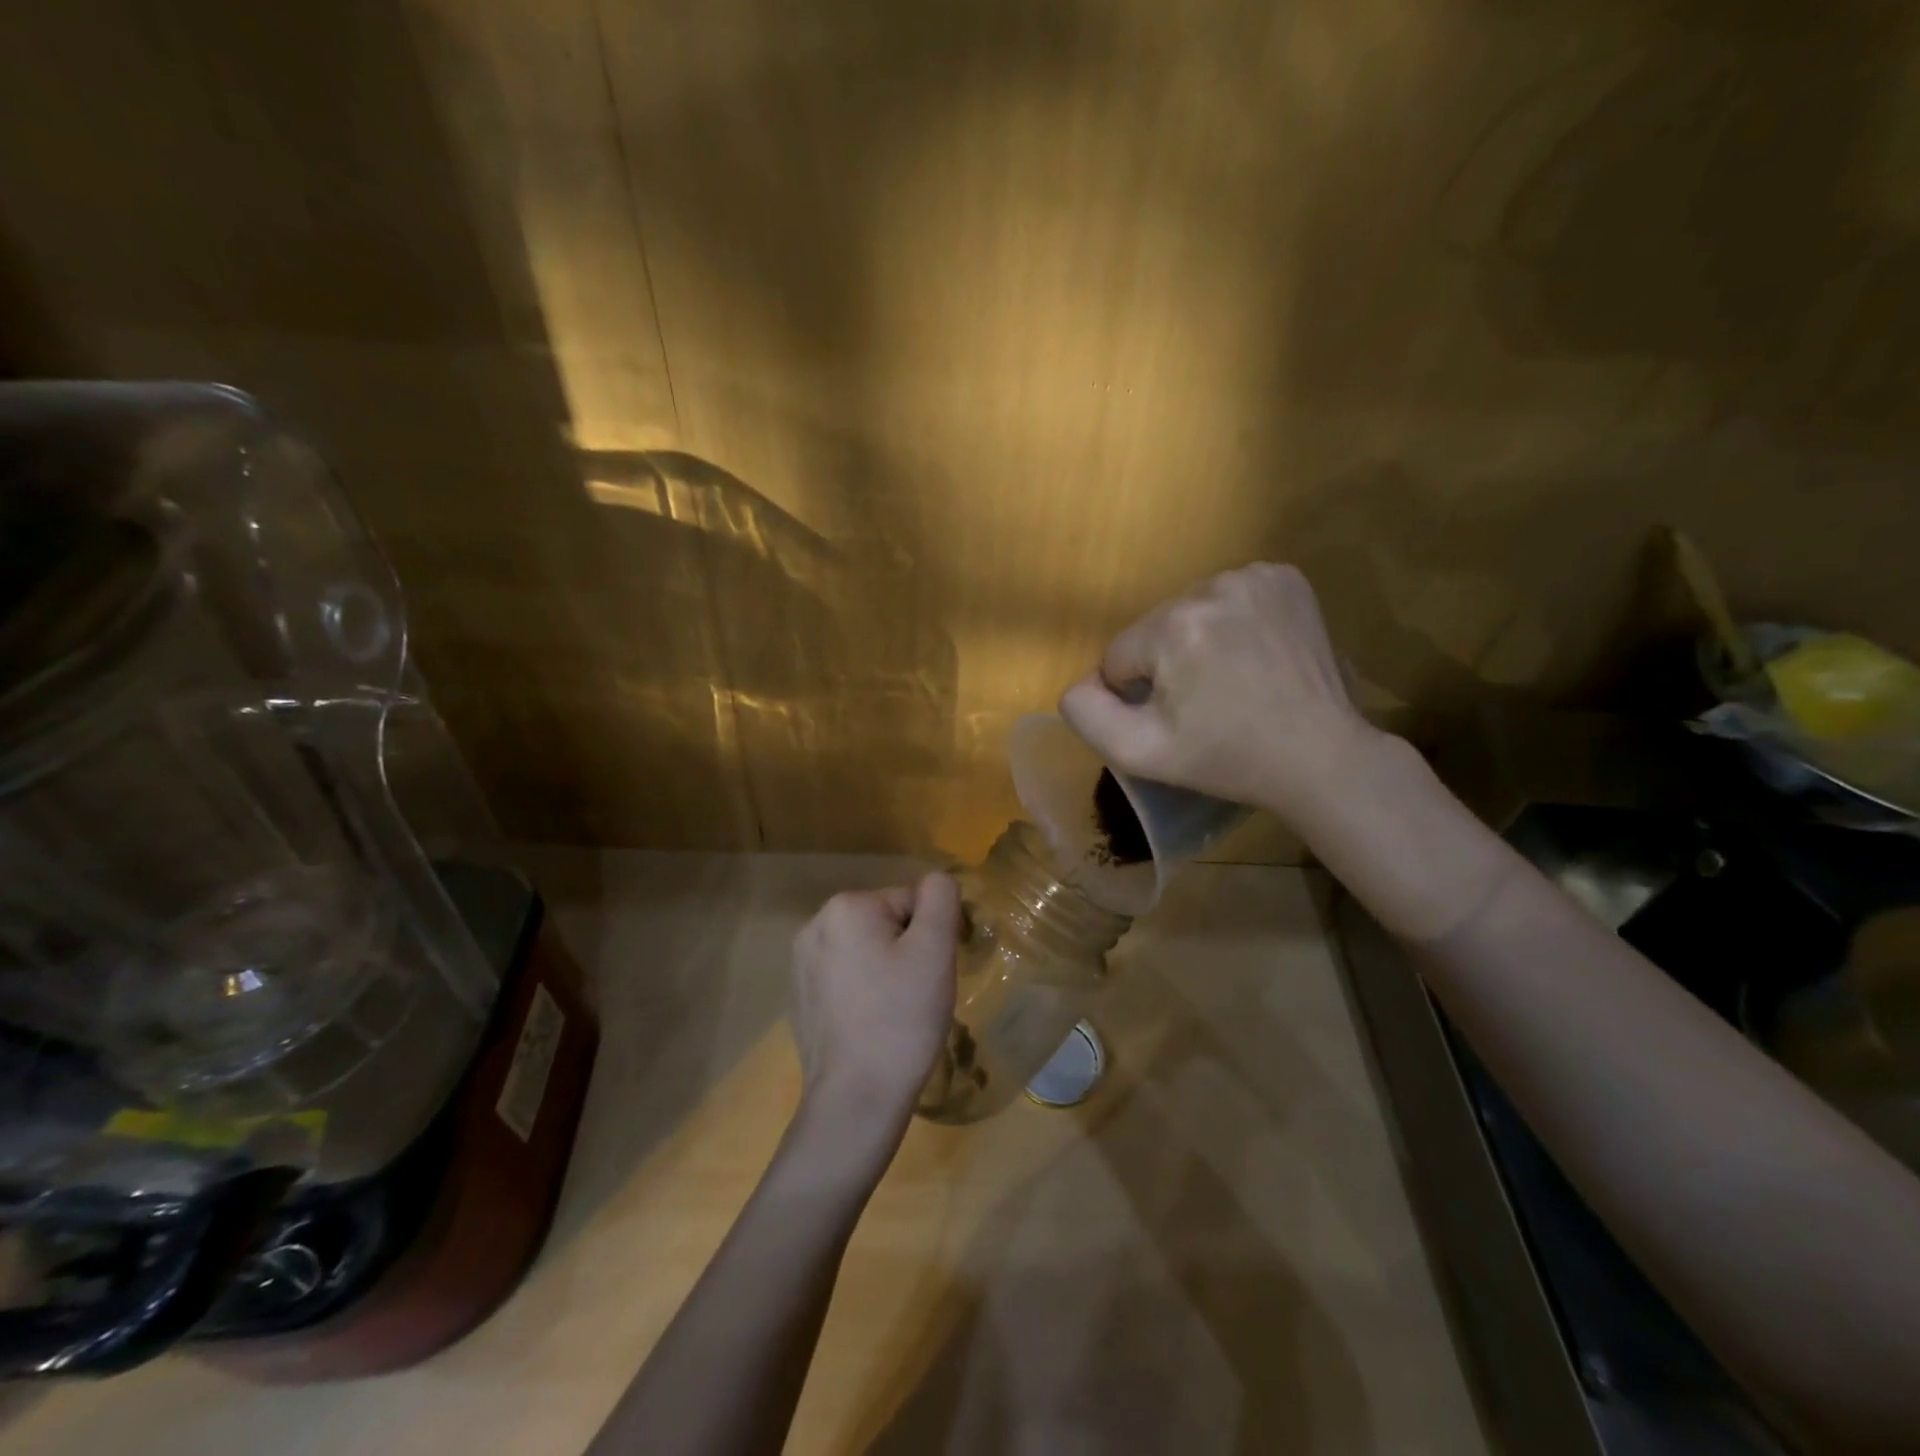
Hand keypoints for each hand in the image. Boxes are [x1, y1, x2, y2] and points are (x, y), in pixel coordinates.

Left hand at [788, 875, 961, 1146]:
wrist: (855, 1098)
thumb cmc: (901, 1019)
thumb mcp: (935, 949)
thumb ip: (941, 899)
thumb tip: (937, 880)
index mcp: (846, 906)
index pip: (911, 902)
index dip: (930, 936)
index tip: (929, 975)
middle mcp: (815, 924)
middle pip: (886, 923)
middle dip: (905, 950)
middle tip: (915, 995)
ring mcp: (801, 962)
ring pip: (866, 950)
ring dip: (884, 970)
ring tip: (892, 1012)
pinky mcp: (799, 994)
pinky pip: (845, 976)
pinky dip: (862, 991)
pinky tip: (869, 1024)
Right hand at [1059, 563, 1380, 821]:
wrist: (1320, 756)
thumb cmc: (1227, 759)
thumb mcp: (1142, 753)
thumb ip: (1089, 715)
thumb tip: (1079, 684)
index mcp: (1173, 627)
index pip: (1118, 656)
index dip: (1135, 694)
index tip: (1174, 720)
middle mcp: (1211, 586)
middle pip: (1154, 629)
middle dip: (1167, 664)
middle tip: (1206, 703)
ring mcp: (1255, 577)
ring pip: (1191, 611)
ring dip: (1199, 640)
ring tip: (1233, 679)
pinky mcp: (1286, 578)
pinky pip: (1230, 597)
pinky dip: (1233, 621)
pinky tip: (1255, 653)